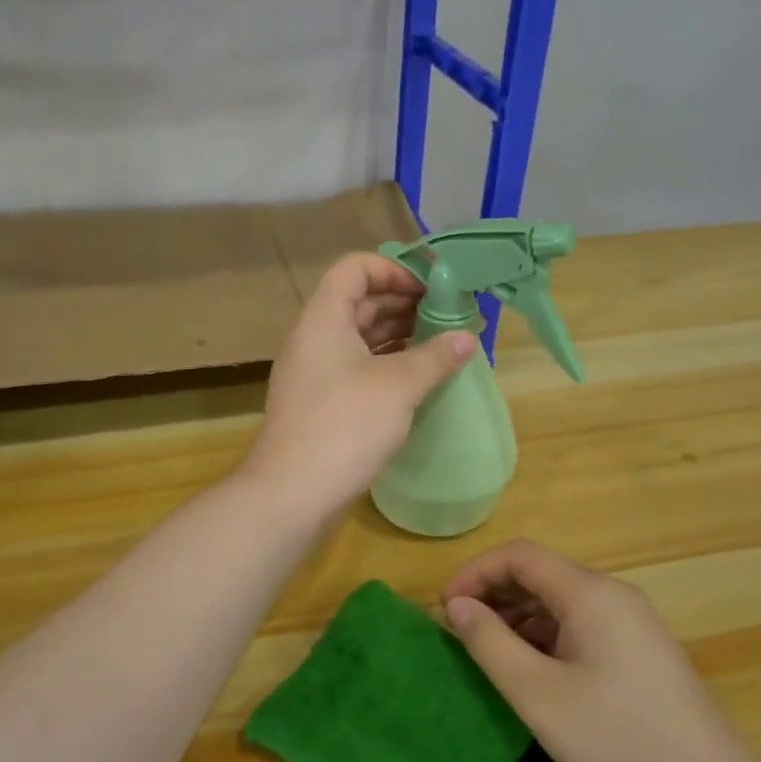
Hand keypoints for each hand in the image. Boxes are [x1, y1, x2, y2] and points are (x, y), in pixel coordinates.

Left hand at [242, 252, 475, 520]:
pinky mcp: (320, 405)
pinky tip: (418, 380)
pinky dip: (386, 367)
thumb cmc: (345, 426)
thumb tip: (467, 338)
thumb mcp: (398, 386)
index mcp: (323, 318)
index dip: (394, 269)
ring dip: (399, 337)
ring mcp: (314, 374)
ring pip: (359, 339)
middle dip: (404, 305)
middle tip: (448, 318)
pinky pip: (356, 370)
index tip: (432, 290)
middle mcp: (314, 339)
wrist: (293, 494)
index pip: (355, 268)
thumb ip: (435, 357)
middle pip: (359, 302)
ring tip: (441, 347)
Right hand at [443, 539, 753, 761]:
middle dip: (494, 593)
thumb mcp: (537, 693)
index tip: (446, 608)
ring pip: (561, 600)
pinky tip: (532, 668)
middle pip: (541, 573)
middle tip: (460, 630)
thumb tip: (458, 606)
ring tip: (489, 651)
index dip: (476, 573)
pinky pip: (581, 623)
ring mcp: (631, 621)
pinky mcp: (640, 648)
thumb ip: (490, 643)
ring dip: (518, 615)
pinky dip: (545, 633)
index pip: (520, 555)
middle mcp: (613, 594)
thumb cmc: (615, 736)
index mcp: (589, 593)